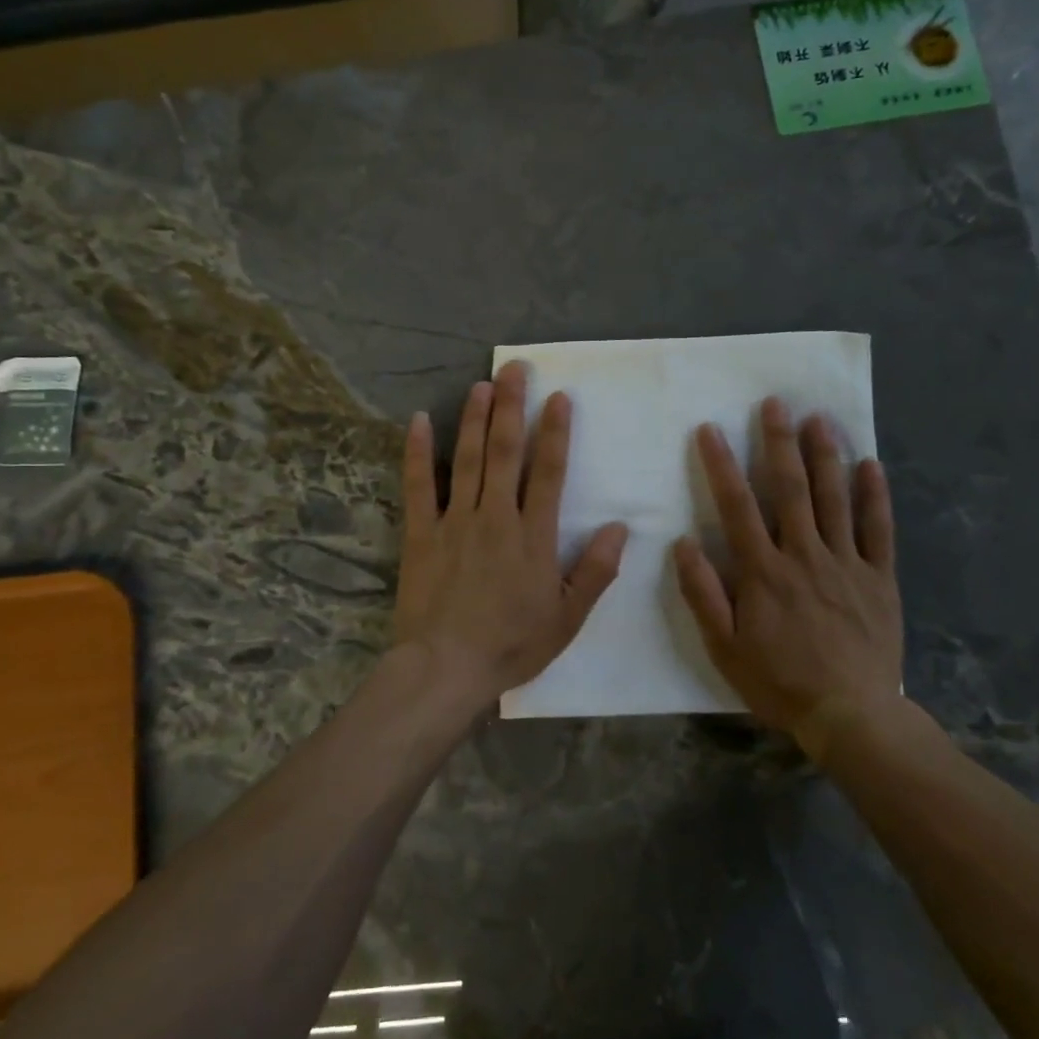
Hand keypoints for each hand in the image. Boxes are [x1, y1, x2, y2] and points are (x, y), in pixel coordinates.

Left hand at [393, 361, 629, 705]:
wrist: (445, 668)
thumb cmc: (511, 645)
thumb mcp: (568, 618)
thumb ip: (596, 571)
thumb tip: (620, 527)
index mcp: (533, 536)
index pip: (549, 472)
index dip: (556, 432)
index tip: (559, 397)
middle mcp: (495, 516)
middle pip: (505, 452)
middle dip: (511, 407)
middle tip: (515, 369)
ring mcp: (455, 521)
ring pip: (467, 459)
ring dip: (474, 418)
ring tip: (481, 384)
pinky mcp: (421, 533)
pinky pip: (419, 485)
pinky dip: (418, 452)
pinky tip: (419, 421)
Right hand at [673, 398, 904, 759]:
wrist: (850, 715)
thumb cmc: (779, 681)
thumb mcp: (724, 646)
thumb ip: (703, 593)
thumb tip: (683, 543)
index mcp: (764, 571)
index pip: (737, 506)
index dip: (721, 464)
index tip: (710, 429)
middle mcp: (804, 555)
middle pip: (791, 489)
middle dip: (779, 442)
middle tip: (775, 403)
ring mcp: (846, 563)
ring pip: (835, 499)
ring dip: (826, 456)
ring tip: (819, 418)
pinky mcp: (879, 578)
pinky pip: (878, 530)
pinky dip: (875, 496)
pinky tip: (871, 465)